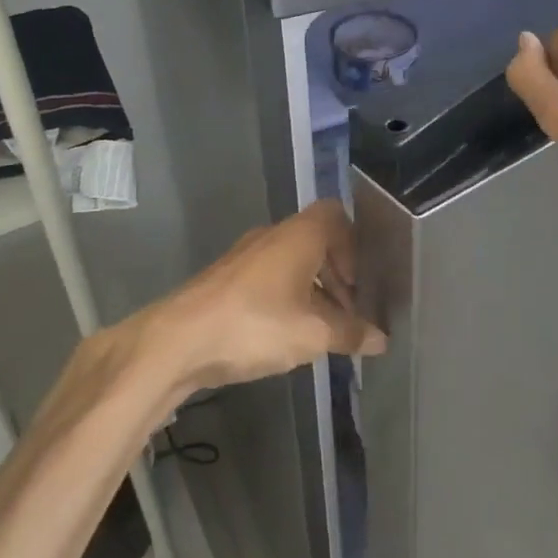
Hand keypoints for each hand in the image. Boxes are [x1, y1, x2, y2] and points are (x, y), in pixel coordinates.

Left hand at [146, 200, 385, 394]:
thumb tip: (382, 339)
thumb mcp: (312, 335)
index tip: (361, 283)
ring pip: (292, 261)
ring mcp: (246, 256)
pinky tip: (286, 334)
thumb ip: (350, 333)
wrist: (176, 341)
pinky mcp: (226, 279)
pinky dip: (287, 297)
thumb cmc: (255, 324)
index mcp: (300, 234)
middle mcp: (274, 235)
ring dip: (312, 288)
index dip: (355, 246)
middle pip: (317, 240)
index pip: (337, 216)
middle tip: (349, 311)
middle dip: (337, 274)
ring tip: (321, 329)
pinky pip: (270, 278)